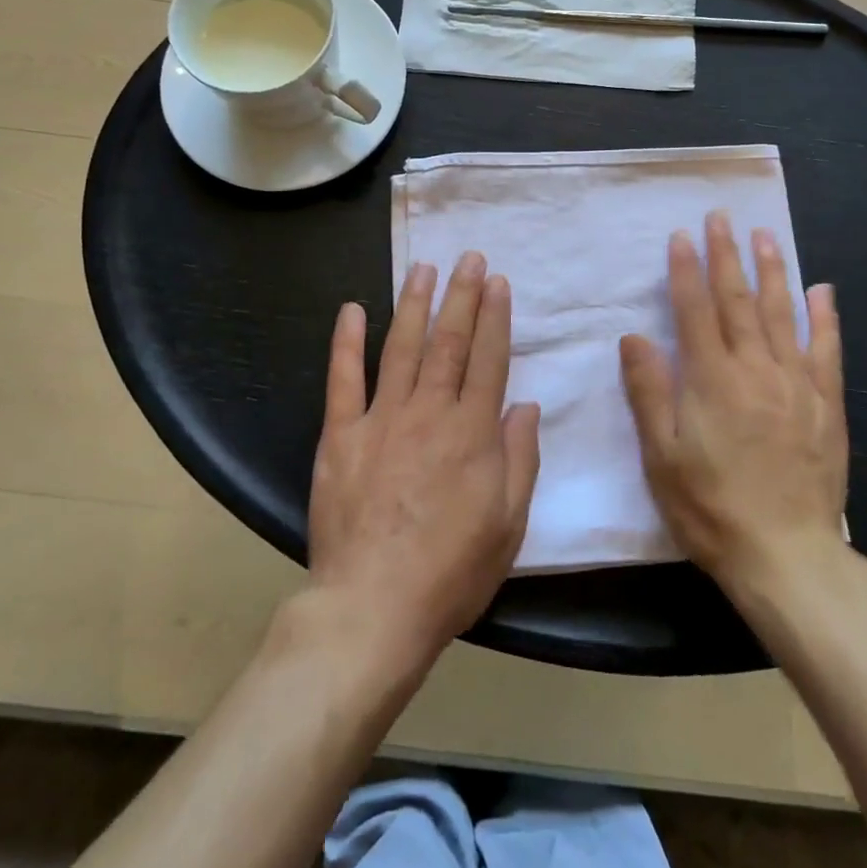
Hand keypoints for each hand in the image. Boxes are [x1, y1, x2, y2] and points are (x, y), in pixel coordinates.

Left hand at [308, 252, 541, 666]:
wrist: (373, 609)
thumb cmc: (451, 571)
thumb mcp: (509, 523)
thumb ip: (520, 458)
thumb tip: (525, 404)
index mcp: (472, 433)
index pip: (489, 359)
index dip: (495, 317)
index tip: (497, 281)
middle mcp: (430, 413)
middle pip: (449, 342)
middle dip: (462, 296)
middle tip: (469, 258)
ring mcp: (381, 420)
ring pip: (402, 348)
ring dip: (415, 305)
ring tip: (424, 268)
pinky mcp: (340, 436)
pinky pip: (343, 380)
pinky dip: (347, 342)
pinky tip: (353, 310)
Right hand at [619, 212, 847, 599]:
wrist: (787, 556)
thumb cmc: (711, 508)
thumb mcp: (662, 456)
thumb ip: (649, 392)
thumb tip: (635, 337)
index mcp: (711, 380)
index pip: (694, 310)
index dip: (686, 270)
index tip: (682, 235)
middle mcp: (755, 369)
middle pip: (738, 301)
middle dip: (727, 255)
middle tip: (722, 217)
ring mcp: (796, 384)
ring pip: (783, 314)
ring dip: (772, 271)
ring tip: (765, 236)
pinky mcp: (826, 404)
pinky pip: (827, 350)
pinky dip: (825, 317)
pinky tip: (822, 290)